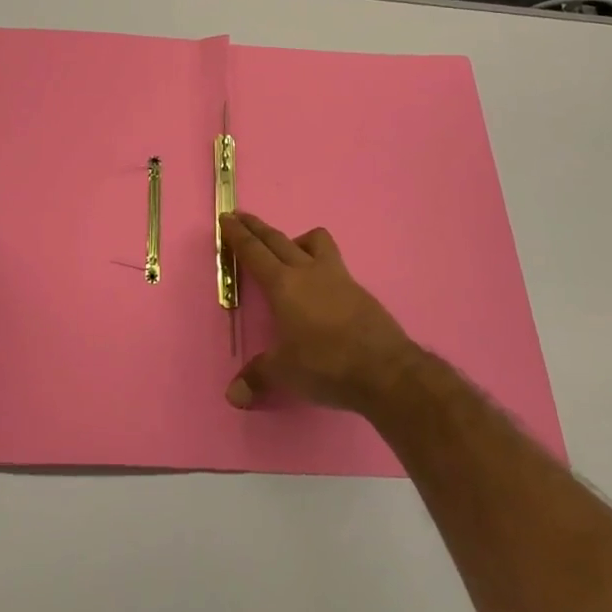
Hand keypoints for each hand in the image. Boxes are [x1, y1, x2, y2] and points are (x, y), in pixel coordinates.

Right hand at [221, 211, 421, 415]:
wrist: (384, 369)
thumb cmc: (325, 365)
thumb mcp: (285, 373)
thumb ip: (257, 377)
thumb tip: (233, 395)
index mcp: (283, 285)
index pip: (254, 252)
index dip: (238, 235)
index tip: (228, 217)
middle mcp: (308, 271)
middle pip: (278, 240)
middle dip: (257, 227)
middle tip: (242, 216)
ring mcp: (337, 276)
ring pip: (315, 241)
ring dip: (297, 239)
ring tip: (289, 251)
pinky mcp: (358, 289)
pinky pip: (334, 262)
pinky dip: (321, 263)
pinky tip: (321, 285)